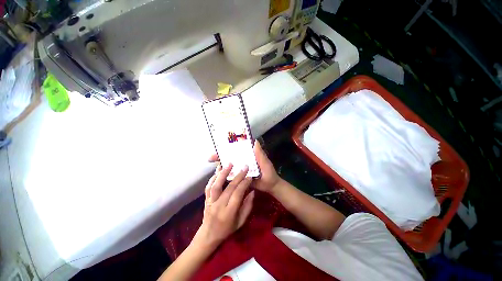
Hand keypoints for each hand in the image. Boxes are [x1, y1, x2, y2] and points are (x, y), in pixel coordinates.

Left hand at [192, 164, 254, 249]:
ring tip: (229, 164)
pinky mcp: (206, 199)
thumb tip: (252, 191)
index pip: (238, 194)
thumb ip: (247, 206)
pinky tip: (218, 170)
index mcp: (229, 213)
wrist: (209, 235)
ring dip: (223, 173)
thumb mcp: (241, 222)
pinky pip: (208, 187)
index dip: (244, 184)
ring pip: (216, 185)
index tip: (250, 176)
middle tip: (244, 167)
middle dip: (238, 176)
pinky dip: (213, 178)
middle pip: (229, 188)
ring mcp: (210, 202)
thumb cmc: (227, 229)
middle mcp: (219, 206)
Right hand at [208, 140, 280, 193]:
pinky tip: (218, 175)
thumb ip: (260, 153)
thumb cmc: (269, 173)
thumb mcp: (265, 162)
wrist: (271, 186)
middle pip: (230, 157)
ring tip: (212, 166)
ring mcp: (240, 170)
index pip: (236, 150)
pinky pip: (231, 175)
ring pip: (229, 166)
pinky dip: (225, 175)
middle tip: (210, 158)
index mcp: (249, 156)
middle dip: (220, 156)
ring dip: (221, 165)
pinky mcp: (240, 178)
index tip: (218, 148)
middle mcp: (243, 161)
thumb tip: (254, 141)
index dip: (228, 148)